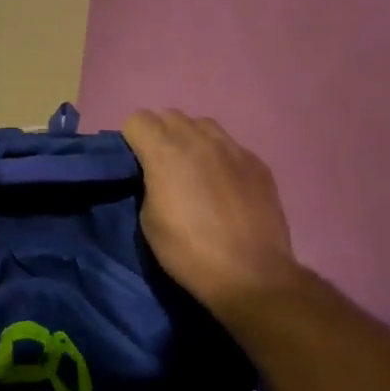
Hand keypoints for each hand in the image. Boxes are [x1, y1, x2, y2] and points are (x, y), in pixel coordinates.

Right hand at [124, 109, 300, 315]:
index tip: (134, 162)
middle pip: (170, 116)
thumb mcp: (149, 221)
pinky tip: (224, 185)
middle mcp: (199, 139)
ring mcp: (233, 148)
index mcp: (165, 152)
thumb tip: (156, 174)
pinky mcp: (258, 163)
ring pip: (203, 125)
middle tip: (161, 166)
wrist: (251, 274)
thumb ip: (149, 183)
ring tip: (194, 170)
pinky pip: (230, 146)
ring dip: (191, 139)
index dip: (131, 139)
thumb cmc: (189, 252)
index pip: (138, 119)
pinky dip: (220, 157)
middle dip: (160, 134)